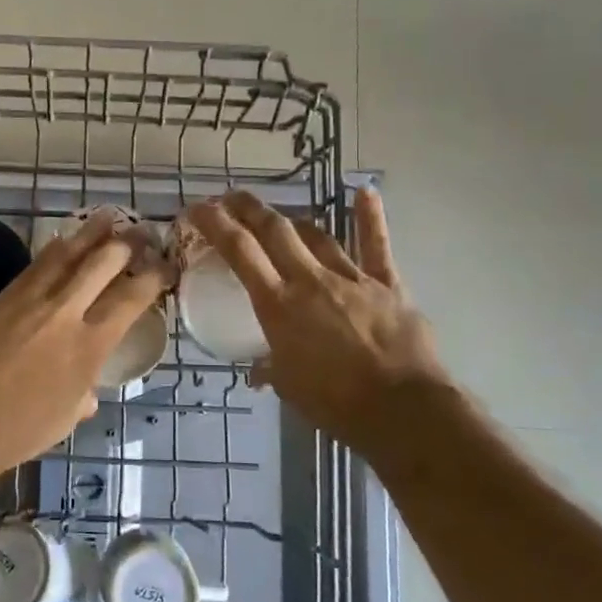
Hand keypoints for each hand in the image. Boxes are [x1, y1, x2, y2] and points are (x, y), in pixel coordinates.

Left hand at [0, 214, 168, 486]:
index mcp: (90, 345)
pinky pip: (35, 264)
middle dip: (128, 242)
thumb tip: (86, 388)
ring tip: (108, 216)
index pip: (132, 298)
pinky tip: (61, 240)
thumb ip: (83, 393)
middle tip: (142, 231)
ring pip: (66, 253)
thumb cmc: (17, 431)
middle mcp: (65, 312)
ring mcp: (30, 299)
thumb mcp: (66, 417)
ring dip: (91, 232)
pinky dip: (54, 249)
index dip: (154, 276)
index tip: (166, 265)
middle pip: (102, 262)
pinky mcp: (2, 297)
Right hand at [187, 188, 449, 450]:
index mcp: (278, 305)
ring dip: (294, 221)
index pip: (240, 252)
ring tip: (280, 216)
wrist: (402, 410)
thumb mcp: (289, 387)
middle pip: (275, 230)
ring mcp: (350, 278)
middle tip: (231, 197)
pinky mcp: (386, 284)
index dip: (217, 224)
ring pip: (317, 236)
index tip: (199, 208)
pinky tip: (365, 191)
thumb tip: (257, 372)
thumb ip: (270, 370)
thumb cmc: (335, 403)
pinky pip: (376, 246)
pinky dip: (370, 218)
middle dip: (249, 208)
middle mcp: (310, 281)